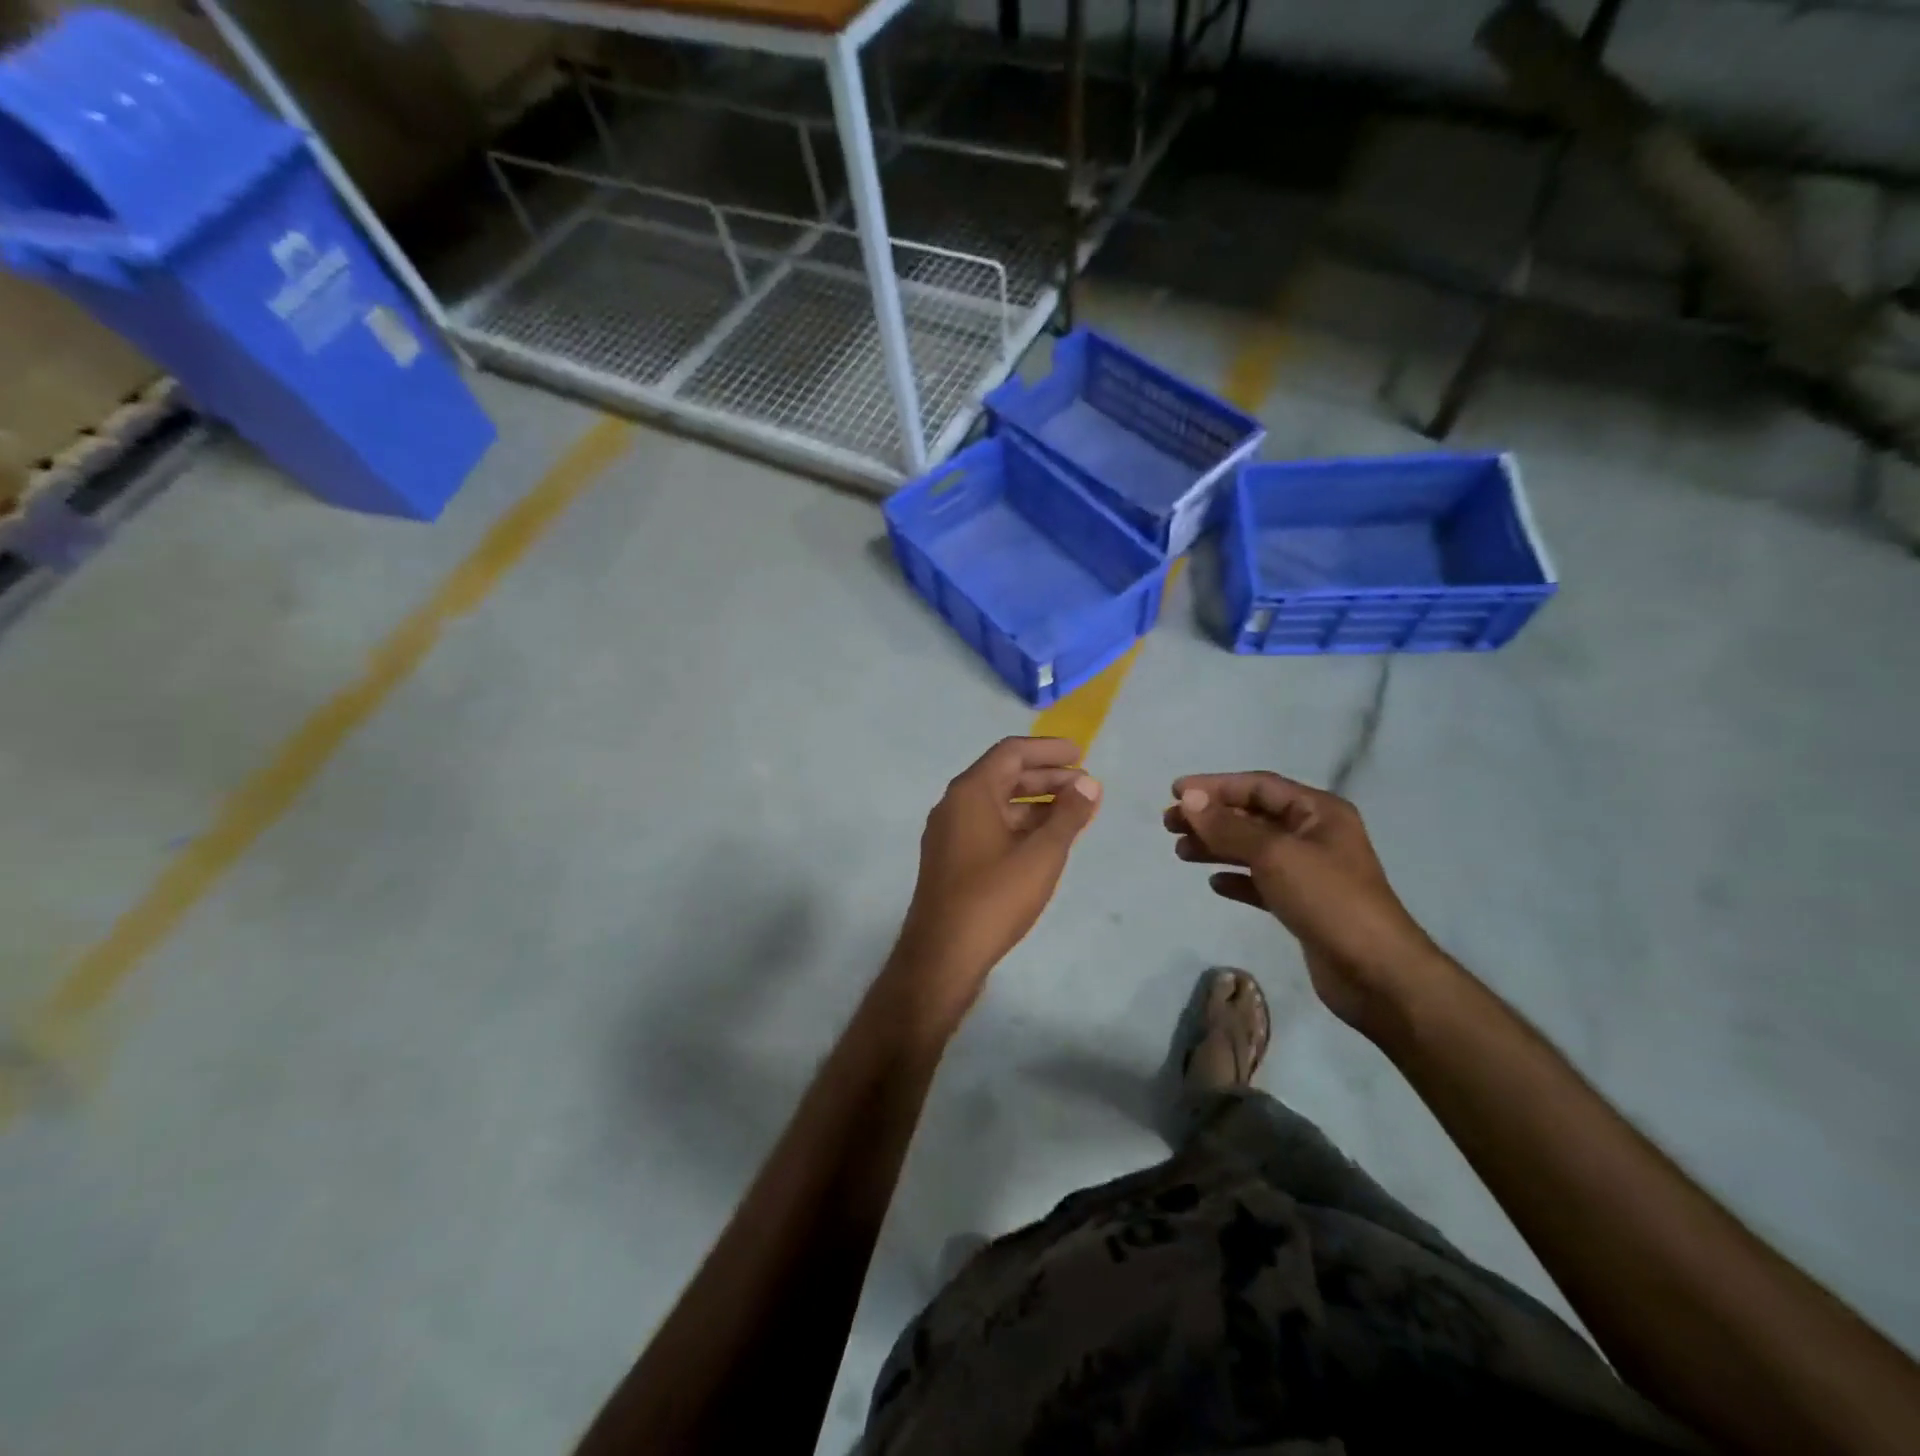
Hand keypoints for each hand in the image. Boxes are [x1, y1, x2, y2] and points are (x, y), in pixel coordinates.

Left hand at [896, 738, 1101, 1011]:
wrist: (942, 955)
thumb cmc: (994, 897)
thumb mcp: (1041, 854)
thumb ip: (1069, 815)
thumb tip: (1089, 782)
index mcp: (971, 792)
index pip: (1011, 752)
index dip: (1048, 750)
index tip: (1081, 754)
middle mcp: (954, 805)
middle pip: (1004, 776)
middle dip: (1047, 778)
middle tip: (1086, 786)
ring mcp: (949, 833)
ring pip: (998, 804)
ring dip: (1036, 804)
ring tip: (1075, 813)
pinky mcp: (951, 859)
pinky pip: (990, 827)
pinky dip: (1020, 825)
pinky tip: (1046, 841)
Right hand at [1164, 771, 1441, 1029]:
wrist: (1376, 974)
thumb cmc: (1328, 900)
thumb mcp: (1274, 854)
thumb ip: (1229, 826)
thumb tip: (1189, 799)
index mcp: (1318, 812)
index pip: (1259, 786)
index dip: (1216, 786)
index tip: (1176, 792)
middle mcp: (1315, 835)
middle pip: (1253, 816)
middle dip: (1211, 817)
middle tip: (1169, 824)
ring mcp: (1310, 872)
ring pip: (1253, 849)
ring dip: (1217, 847)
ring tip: (1181, 852)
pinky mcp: (1303, 905)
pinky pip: (1261, 882)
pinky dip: (1236, 878)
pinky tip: (1214, 884)